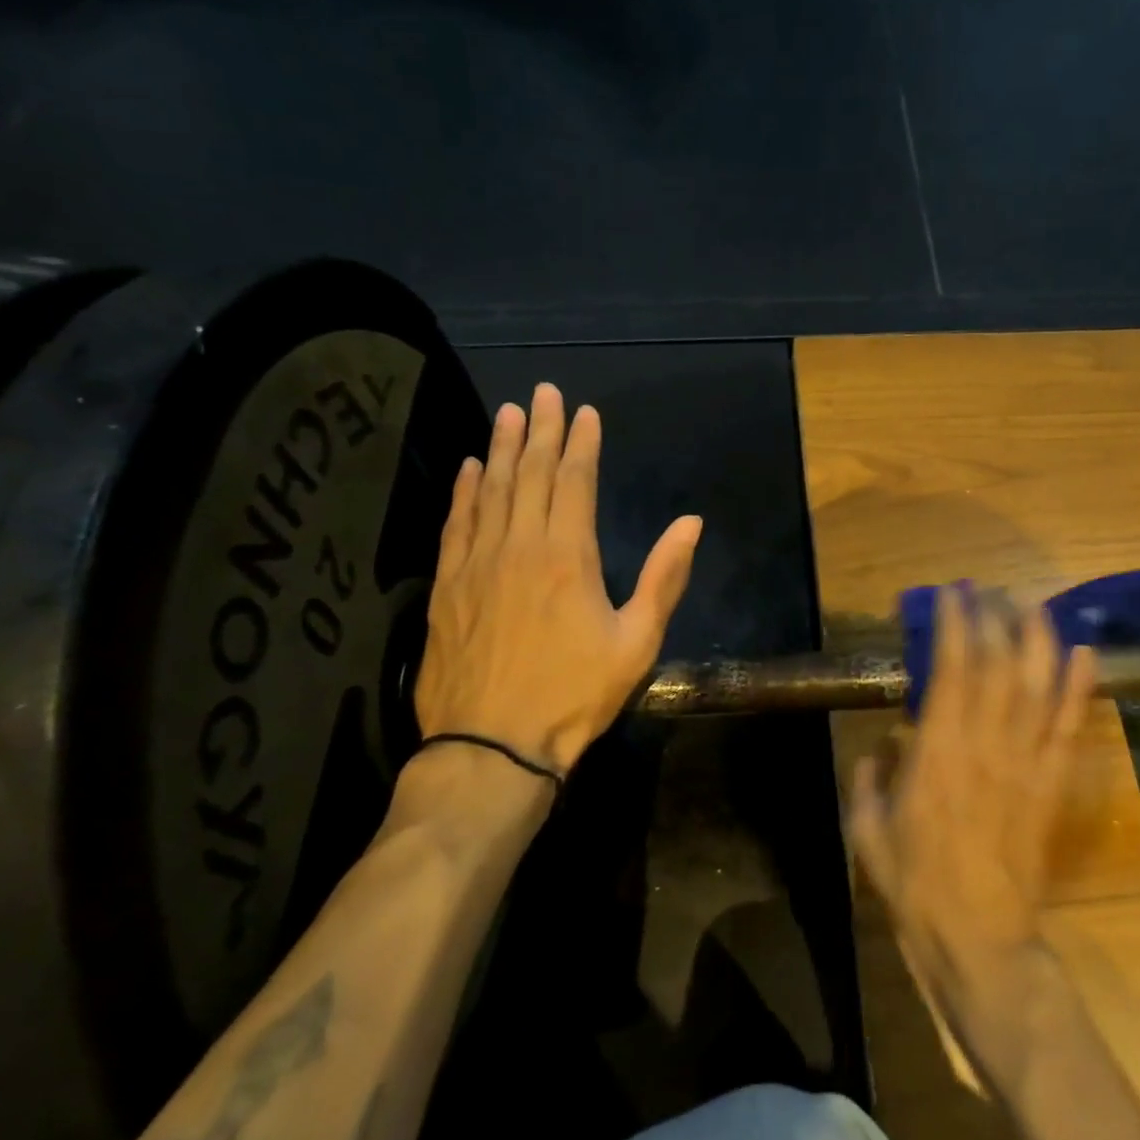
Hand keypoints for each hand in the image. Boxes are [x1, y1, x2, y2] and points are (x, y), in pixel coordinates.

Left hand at [412, 383, 702, 780]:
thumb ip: (665, 577)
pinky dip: (463, 492)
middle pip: (530, 474)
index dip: (580, 443)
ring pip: (490, 490)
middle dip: (539, 430)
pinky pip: (456, 524)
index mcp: (568, 556)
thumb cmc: (574, 695)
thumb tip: (691, 522)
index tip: (584, 412)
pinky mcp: (447, 586)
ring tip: (507, 413)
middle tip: (542, 391)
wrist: (492, 747)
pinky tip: (467, 469)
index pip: (574, 482)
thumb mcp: (637, 642)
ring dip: (499, 448)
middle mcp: (520, 546)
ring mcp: (477, 564)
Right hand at [847, 586, 1095, 1086]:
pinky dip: (1078, 689)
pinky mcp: (1052, 786)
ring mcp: (1026, 764)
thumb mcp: (867, 831)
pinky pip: (1069, 729)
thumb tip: (879, 746)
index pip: (951, 671)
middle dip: (994, 620)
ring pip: (1037, 688)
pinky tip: (1084, 654)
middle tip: (989, 589)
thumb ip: (868, 780)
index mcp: (937, 752)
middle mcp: (985, 746)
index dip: (955, 627)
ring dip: (1037, 640)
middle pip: (997, 668)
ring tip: (1033, 604)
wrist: (980, 939)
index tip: (952, 595)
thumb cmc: (916, 884)